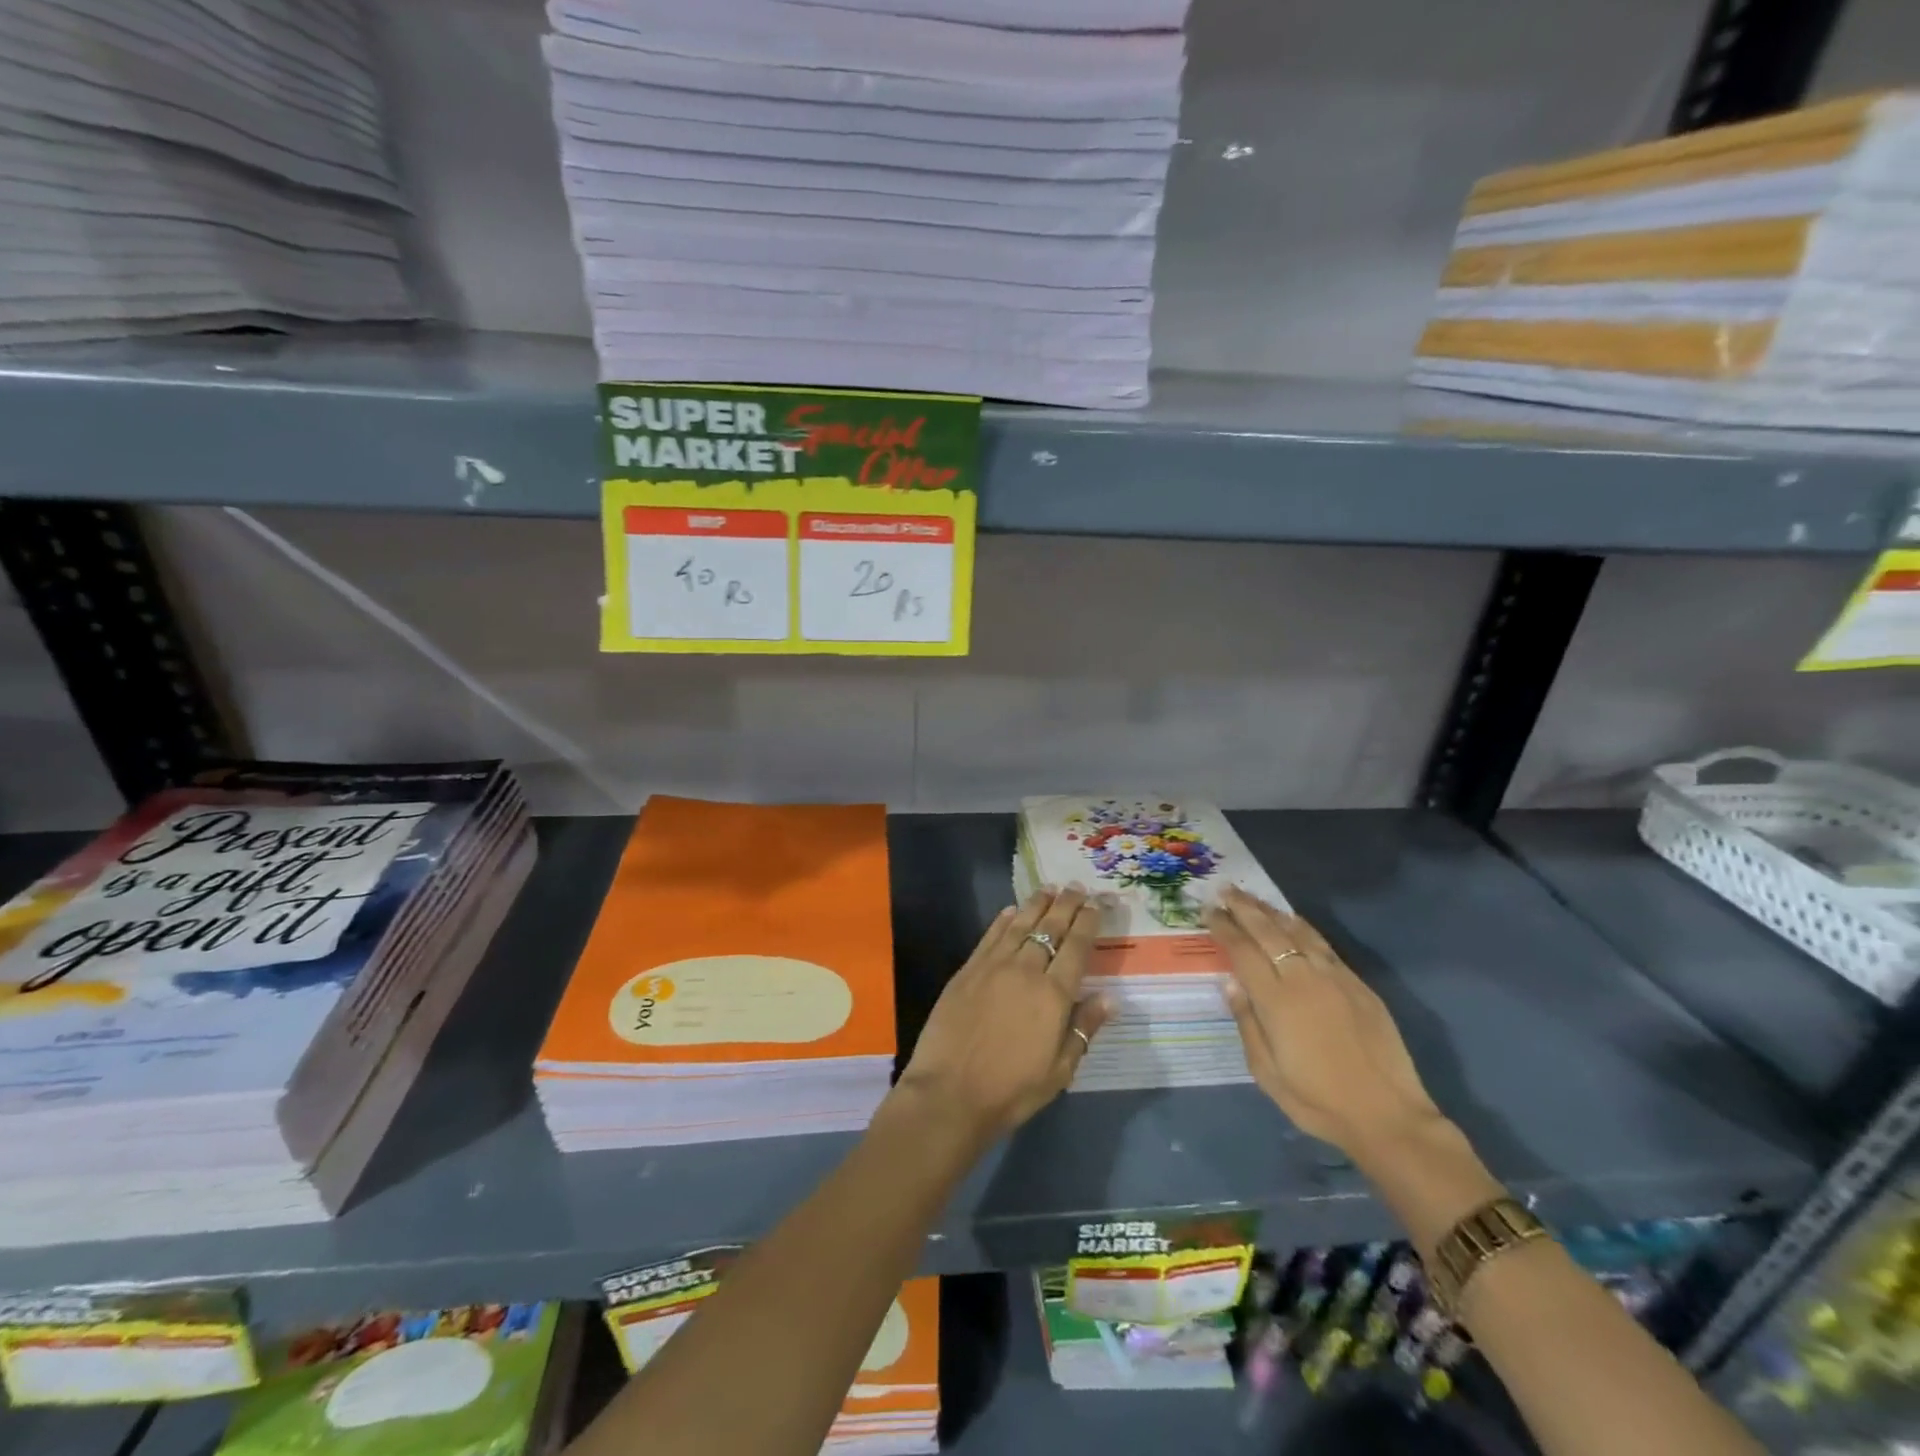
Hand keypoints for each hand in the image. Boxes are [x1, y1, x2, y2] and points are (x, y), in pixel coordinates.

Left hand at [896, 885, 1112, 1141]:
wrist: (950, 1093)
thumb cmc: (1011, 1090)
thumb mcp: (1059, 1071)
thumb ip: (1084, 1029)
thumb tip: (1110, 998)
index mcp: (1053, 995)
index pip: (1077, 947)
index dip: (1088, 922)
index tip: (1097, 904)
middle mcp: (1026, 970)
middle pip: (1050, 928)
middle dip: (1066, 904)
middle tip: (1077, 886)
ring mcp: (993, 966)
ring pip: (1020, 924)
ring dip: (1037, 904)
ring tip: (1049, 888)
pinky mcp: (967, 970)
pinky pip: (990, 936)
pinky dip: (1003, 919)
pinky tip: (1011, 910)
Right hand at [1206, 886, 1442, 1158]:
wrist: (1387, 1117)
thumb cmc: (1317, 1101)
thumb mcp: (1266, 1072)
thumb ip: (1247, 1023)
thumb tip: (1231, 984)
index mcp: (1276, 1000)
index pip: (1242, 951)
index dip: (1224, 928)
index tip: (1209, 910)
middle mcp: (1303, 978)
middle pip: (1268, 931)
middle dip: (1244, 908)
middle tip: (1225, 890)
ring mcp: (1334, 977)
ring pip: (1297, 931)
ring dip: (1271, 911)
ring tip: (1253, 898)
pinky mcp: (1358, 984)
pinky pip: (1323, 944)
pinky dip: (1302, 927)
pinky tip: (1293, 921)